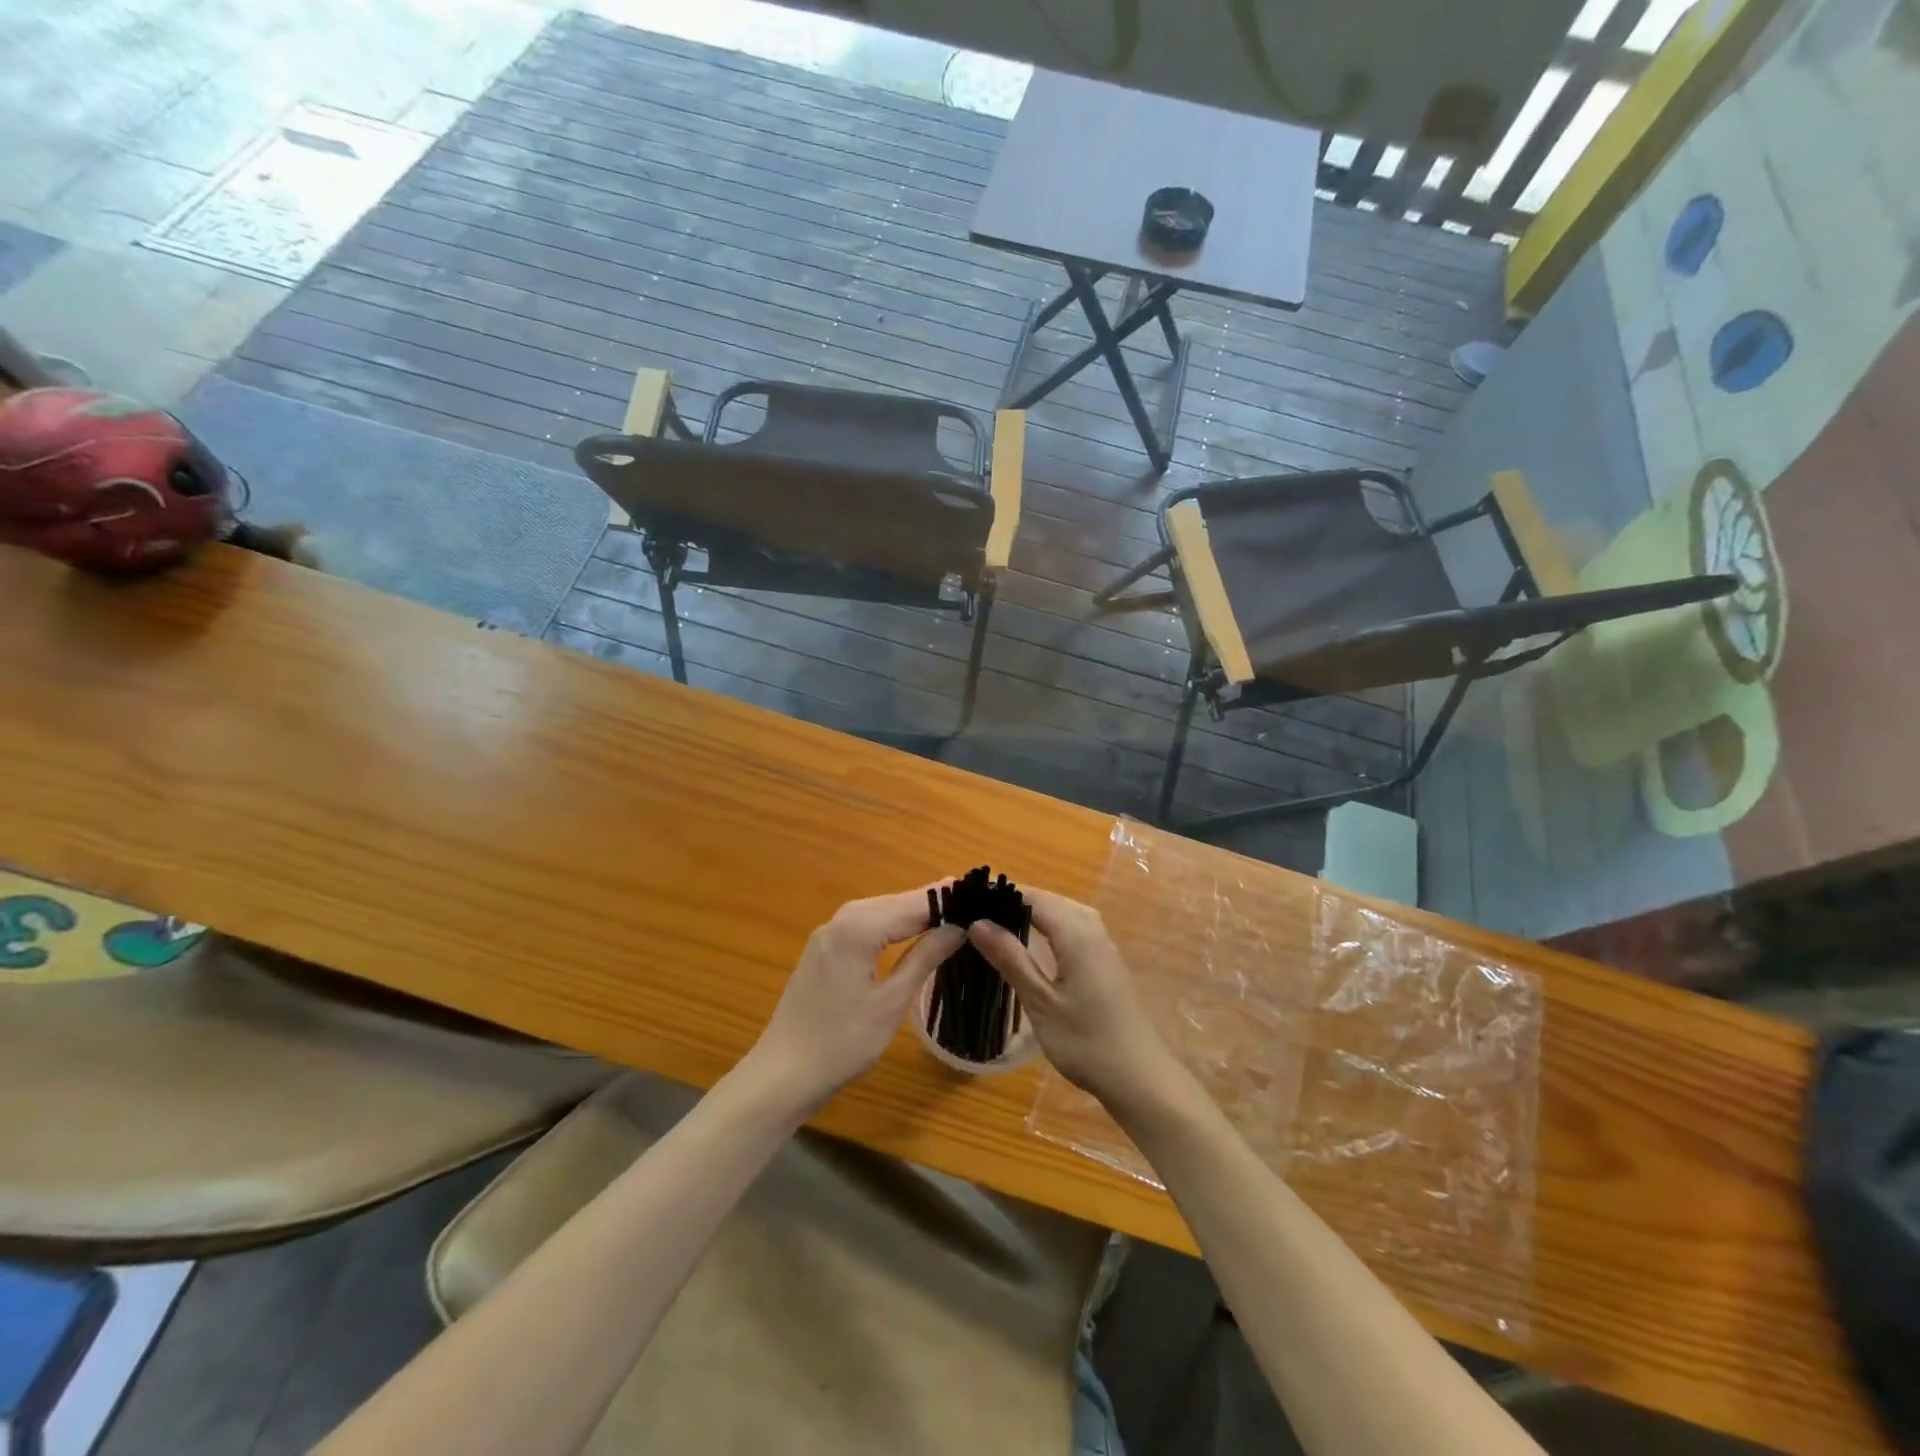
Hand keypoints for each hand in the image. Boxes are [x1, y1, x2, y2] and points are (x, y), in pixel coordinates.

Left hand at [747, 888, 963, 1115]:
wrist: (783, 1075)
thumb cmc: (842, 1043)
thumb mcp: (891, 1002)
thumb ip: (923, 958)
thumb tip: (957, 928)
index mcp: (858, 929)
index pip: (913, 905)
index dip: (947, 899)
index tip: (982, 892)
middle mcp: (840, 920)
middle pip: (895, 902)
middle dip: (932, 902)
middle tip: (973, 903)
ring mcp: (827, 934)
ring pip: (879, 911)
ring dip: (912, 912)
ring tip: (951, 914)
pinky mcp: (822, 949)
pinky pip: (864, 925)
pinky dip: (891, 925)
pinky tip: (910, 932)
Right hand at [967, 889, 1187, 1116]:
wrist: (1140, 1078)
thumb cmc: (1086, 1041)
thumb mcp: (1040, 1001)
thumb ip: (1011, 958)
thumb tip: (977, 922)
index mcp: (1076, 932)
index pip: (1032, 896)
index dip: (1000, 894)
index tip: (966, 900)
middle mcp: (1092, 929)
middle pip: (1048, 901)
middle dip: (1012, 902)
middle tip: (974, 916)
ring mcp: (1102, 945)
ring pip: (1061, 914)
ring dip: (1030, 915)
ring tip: (995, 927)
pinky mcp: (1105, 962)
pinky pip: (1072, 929)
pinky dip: (1047, 929)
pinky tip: (1030, 947)